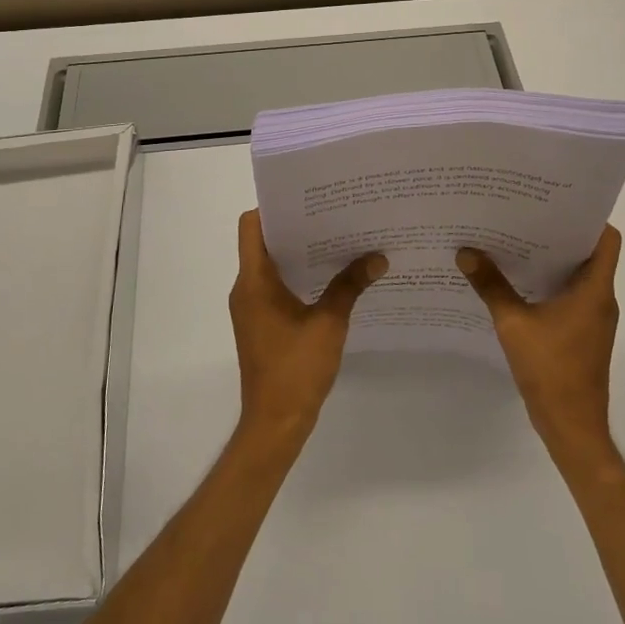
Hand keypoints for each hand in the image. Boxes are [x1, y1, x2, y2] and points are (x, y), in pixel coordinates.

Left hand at [230, 210, 386, 446]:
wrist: (275, 424)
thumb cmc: (296, 369)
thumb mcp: (329, 324)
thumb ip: (350, 286)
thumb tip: (378, 257)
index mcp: (254, 282)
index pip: (251, 226)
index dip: (274, 207)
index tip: (307, 199)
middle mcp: (246, 289)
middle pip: (263, 242)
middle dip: (296, 227)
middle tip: (333, 214)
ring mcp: (252, 308)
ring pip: (271, 265)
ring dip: (299, 253)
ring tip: (337, 240)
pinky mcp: (261, 324)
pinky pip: (276, 287)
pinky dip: (298, 276)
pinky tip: (331, 278)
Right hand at [457, 226, 621, 469]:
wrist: (572, 427)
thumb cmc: (551, 370)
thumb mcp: (513, 324)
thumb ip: (491, 286)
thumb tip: (466, 252)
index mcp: (595, 289)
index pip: (606, 239)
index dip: (587, 217)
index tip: (555, 203)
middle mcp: (600, 299)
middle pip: (589, 253)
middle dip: (558, 234)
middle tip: (523, 215)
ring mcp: (593, 319)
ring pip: (577, 276)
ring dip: (551, 260)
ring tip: (515, 242)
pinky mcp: (582, 335)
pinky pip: (569, 297)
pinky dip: (548, 285)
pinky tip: (516, 282)